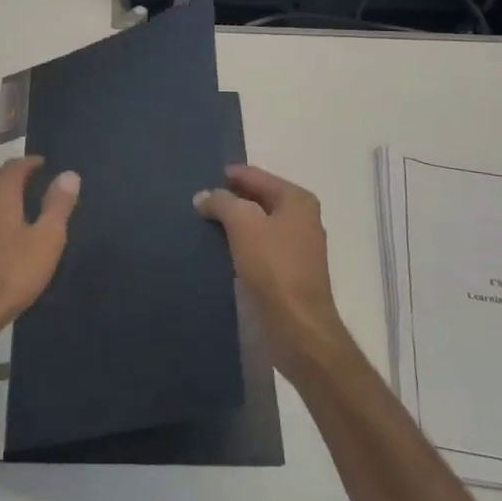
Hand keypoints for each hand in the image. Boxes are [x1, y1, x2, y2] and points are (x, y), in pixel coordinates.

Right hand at [195, 165, 354, 379]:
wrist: (297, 324)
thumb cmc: (273, 266)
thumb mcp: (243, 224)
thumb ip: (222, 203)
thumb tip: (205, 196)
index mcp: (297, 199)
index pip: (256, 175)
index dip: (229, 176)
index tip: (202, 178)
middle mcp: (302, 217)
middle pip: (259, 198)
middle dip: (231, 199)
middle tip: (199, 202)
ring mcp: (298, 245)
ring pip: (259, 223)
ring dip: (235, 223)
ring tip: (205, 224)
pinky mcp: (290, 271)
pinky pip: (261, 245)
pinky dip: (242, 243)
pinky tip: (222, 249)